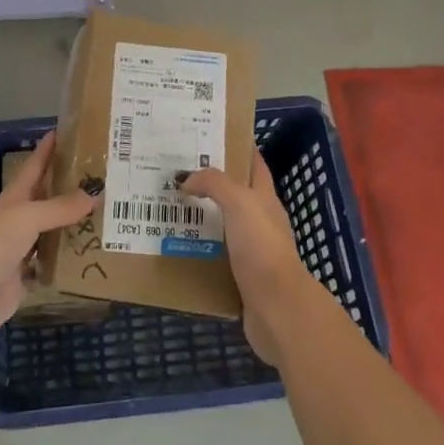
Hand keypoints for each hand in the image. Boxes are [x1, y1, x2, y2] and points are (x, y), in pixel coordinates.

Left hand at [0, 132, 95, 348]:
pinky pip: (50, 269)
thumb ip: (60, 208)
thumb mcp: (26, 218)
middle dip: (70, 190)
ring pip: (52, 236)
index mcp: (13, 200)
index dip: (47, 150)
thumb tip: (95, 192)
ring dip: (73, 228)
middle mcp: (17, 223)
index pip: (34, 167)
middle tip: (104, 179)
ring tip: (107, 218)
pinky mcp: (23, 283)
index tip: (66, 130)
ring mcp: (20, 253)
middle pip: (47, 201)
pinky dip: (67, 266)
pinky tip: (90, 259)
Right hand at [180, 152, 314, 365]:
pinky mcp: (239, 277)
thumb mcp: (240, 203)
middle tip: (172, 170)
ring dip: (197, 216)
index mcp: (264, 198)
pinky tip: (173, 246)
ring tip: (165, 206)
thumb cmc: (262, 248)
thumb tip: (186, 179)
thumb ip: (215, 183)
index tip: (206, 134)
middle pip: (232, 193)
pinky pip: (212, 256)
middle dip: (206, 181)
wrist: (278, 309)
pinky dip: (195, 249)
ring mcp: (250, 250)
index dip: (235, 146)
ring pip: (219, 225)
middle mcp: (259, 221)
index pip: (252, 163)